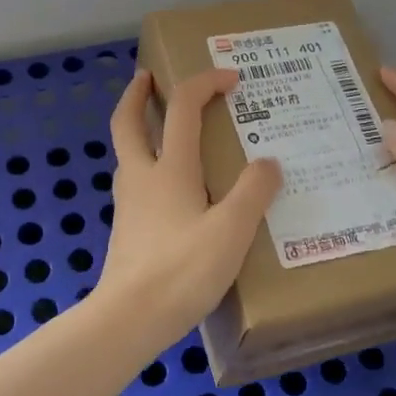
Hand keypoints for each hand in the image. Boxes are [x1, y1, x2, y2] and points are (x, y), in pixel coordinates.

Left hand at [93, 68, 282, 355]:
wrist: (129, 318)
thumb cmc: (182, 270)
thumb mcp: (231, 231)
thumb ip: (253, 193)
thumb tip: (268, 163)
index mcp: (169, 169)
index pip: (183, 107)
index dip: (205, 83)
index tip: (231, 78)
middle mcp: (142, 177)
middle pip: (128, 122)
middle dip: (137, 94)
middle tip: (148, 77)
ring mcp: (129, 204)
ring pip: (127, 152)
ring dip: (139, 129)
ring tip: (162, 129)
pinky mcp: (127, 229)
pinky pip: (135, 182)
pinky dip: (146, 165)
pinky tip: (167, 188)